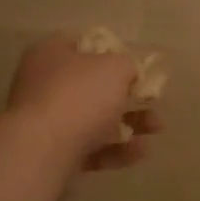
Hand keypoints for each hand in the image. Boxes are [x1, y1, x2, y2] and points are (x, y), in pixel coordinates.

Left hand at [6, 37, 162, 172]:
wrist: (43, 152)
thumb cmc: (79, 96)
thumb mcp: (115, 67)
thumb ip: (128, 65)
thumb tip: (128, 73)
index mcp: (51, 53)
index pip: (85, 46)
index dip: (115, 54)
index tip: (138, 68)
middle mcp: (44, 84)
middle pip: (93, 86)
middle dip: (129, 97)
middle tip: (153, 103)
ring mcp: (46, 122)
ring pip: (94, 119)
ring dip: (129, 124)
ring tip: (156, 130)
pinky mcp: (52, 154)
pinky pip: (90, 148)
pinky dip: (115, 150)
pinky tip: (140, 153)